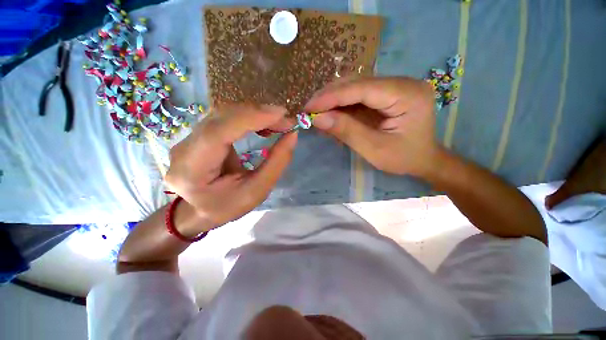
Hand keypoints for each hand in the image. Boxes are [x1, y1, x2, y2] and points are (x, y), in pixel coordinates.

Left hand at [165, 105, 297, 232]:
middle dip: (258, 114)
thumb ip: (276, 163)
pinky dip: (247, 117)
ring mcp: (188, 138)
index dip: (250, 118)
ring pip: (223, 114)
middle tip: (286, 119)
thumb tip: (292, 135)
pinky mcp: (198, 134)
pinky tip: (263, 122)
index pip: (218, 133)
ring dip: (254, 114)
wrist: (199, 210)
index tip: (281, 114)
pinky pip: (224, 118)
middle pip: (221, 118)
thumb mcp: (257, 191)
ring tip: (278, 121)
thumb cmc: (228, 205)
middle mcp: (184, 147)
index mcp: (192, 170)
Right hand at [305, 77, 439, 176]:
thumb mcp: (374, 149)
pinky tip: (330, 114)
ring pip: (354, 88)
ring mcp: (393, 87)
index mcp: (407, 95)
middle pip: (357, 83)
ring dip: (333, 100)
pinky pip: (358, 96)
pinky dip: (341, 105)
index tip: (309, 107)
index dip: (332, 96)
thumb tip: (318, 119)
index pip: (362, 88)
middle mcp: (401, 83)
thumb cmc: (403, 158)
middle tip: (309, 111)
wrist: (423, 159)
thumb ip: (347, 131)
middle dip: (329, 97)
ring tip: (316, 113)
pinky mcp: (385, 94)